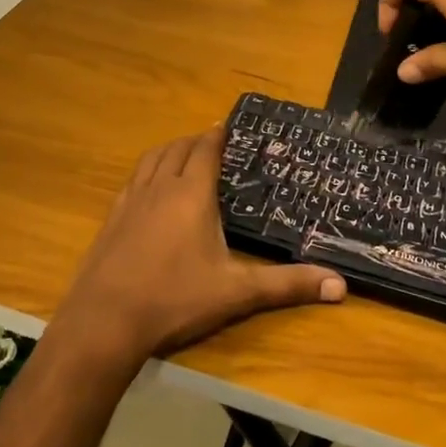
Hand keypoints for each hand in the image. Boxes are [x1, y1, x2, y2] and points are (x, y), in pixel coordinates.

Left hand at [57, 130, 345, 364]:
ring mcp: (131, 200)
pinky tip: (148, 188)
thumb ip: (286, 285)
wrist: (105, 321)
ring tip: (181, 154)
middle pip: (178, 148)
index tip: (227, 125)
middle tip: (211, 142)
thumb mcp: (236, 293)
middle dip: (195, 141)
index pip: (205, 150)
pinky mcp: (112, 218)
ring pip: (152, 159)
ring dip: (169, 150)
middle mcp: (160, 187)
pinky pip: (132, 180)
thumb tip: (340, 285)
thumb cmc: (175, 299)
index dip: (217, 135)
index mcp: (192, 194)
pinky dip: (146, 171)